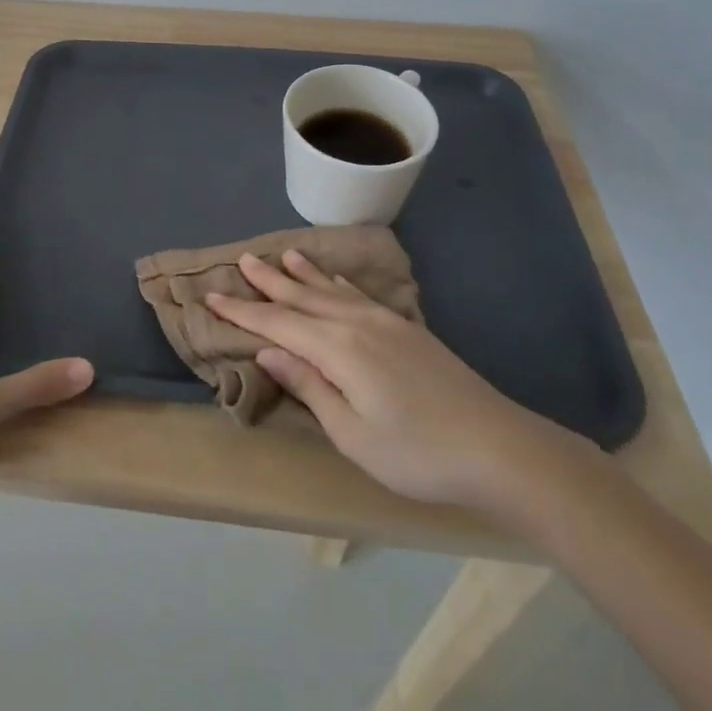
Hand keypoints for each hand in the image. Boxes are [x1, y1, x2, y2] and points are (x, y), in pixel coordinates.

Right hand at [208, 250, 595, 519]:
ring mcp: (385, 322)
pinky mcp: (407, 329)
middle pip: (302, 298)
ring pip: (330, 291)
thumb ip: (309, 387)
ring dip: (302, 275)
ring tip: (280, 256)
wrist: (500, 448)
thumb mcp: (354, 435)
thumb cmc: (419, 454)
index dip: (242, 312)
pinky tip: (333, 281)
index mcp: (339, 349)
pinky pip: (358, 295)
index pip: (278, 324)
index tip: (211, 296)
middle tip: (241, 260)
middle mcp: (357, 323)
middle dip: (268, 282)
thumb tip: (268, 351)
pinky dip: (337, 284)